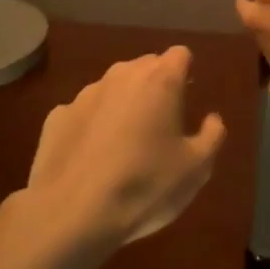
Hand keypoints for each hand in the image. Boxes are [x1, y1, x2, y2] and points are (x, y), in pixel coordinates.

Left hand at [24, 46, 226, 250]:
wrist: (72, 214)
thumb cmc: (145, 186)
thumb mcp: (196, 169)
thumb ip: (212, 136)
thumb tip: (212, 119)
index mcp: (160, 80)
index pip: (180, 55)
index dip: (186, 73)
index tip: (187, 99)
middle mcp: (121, 75)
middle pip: (146, 66)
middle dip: (156, 86)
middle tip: (162, 124)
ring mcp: (85, 94)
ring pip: (113, 87)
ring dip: (123, 104)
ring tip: (126, 145)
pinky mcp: (57, 116)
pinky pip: (84, 112)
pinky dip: (92, 126)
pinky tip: (93, 158)